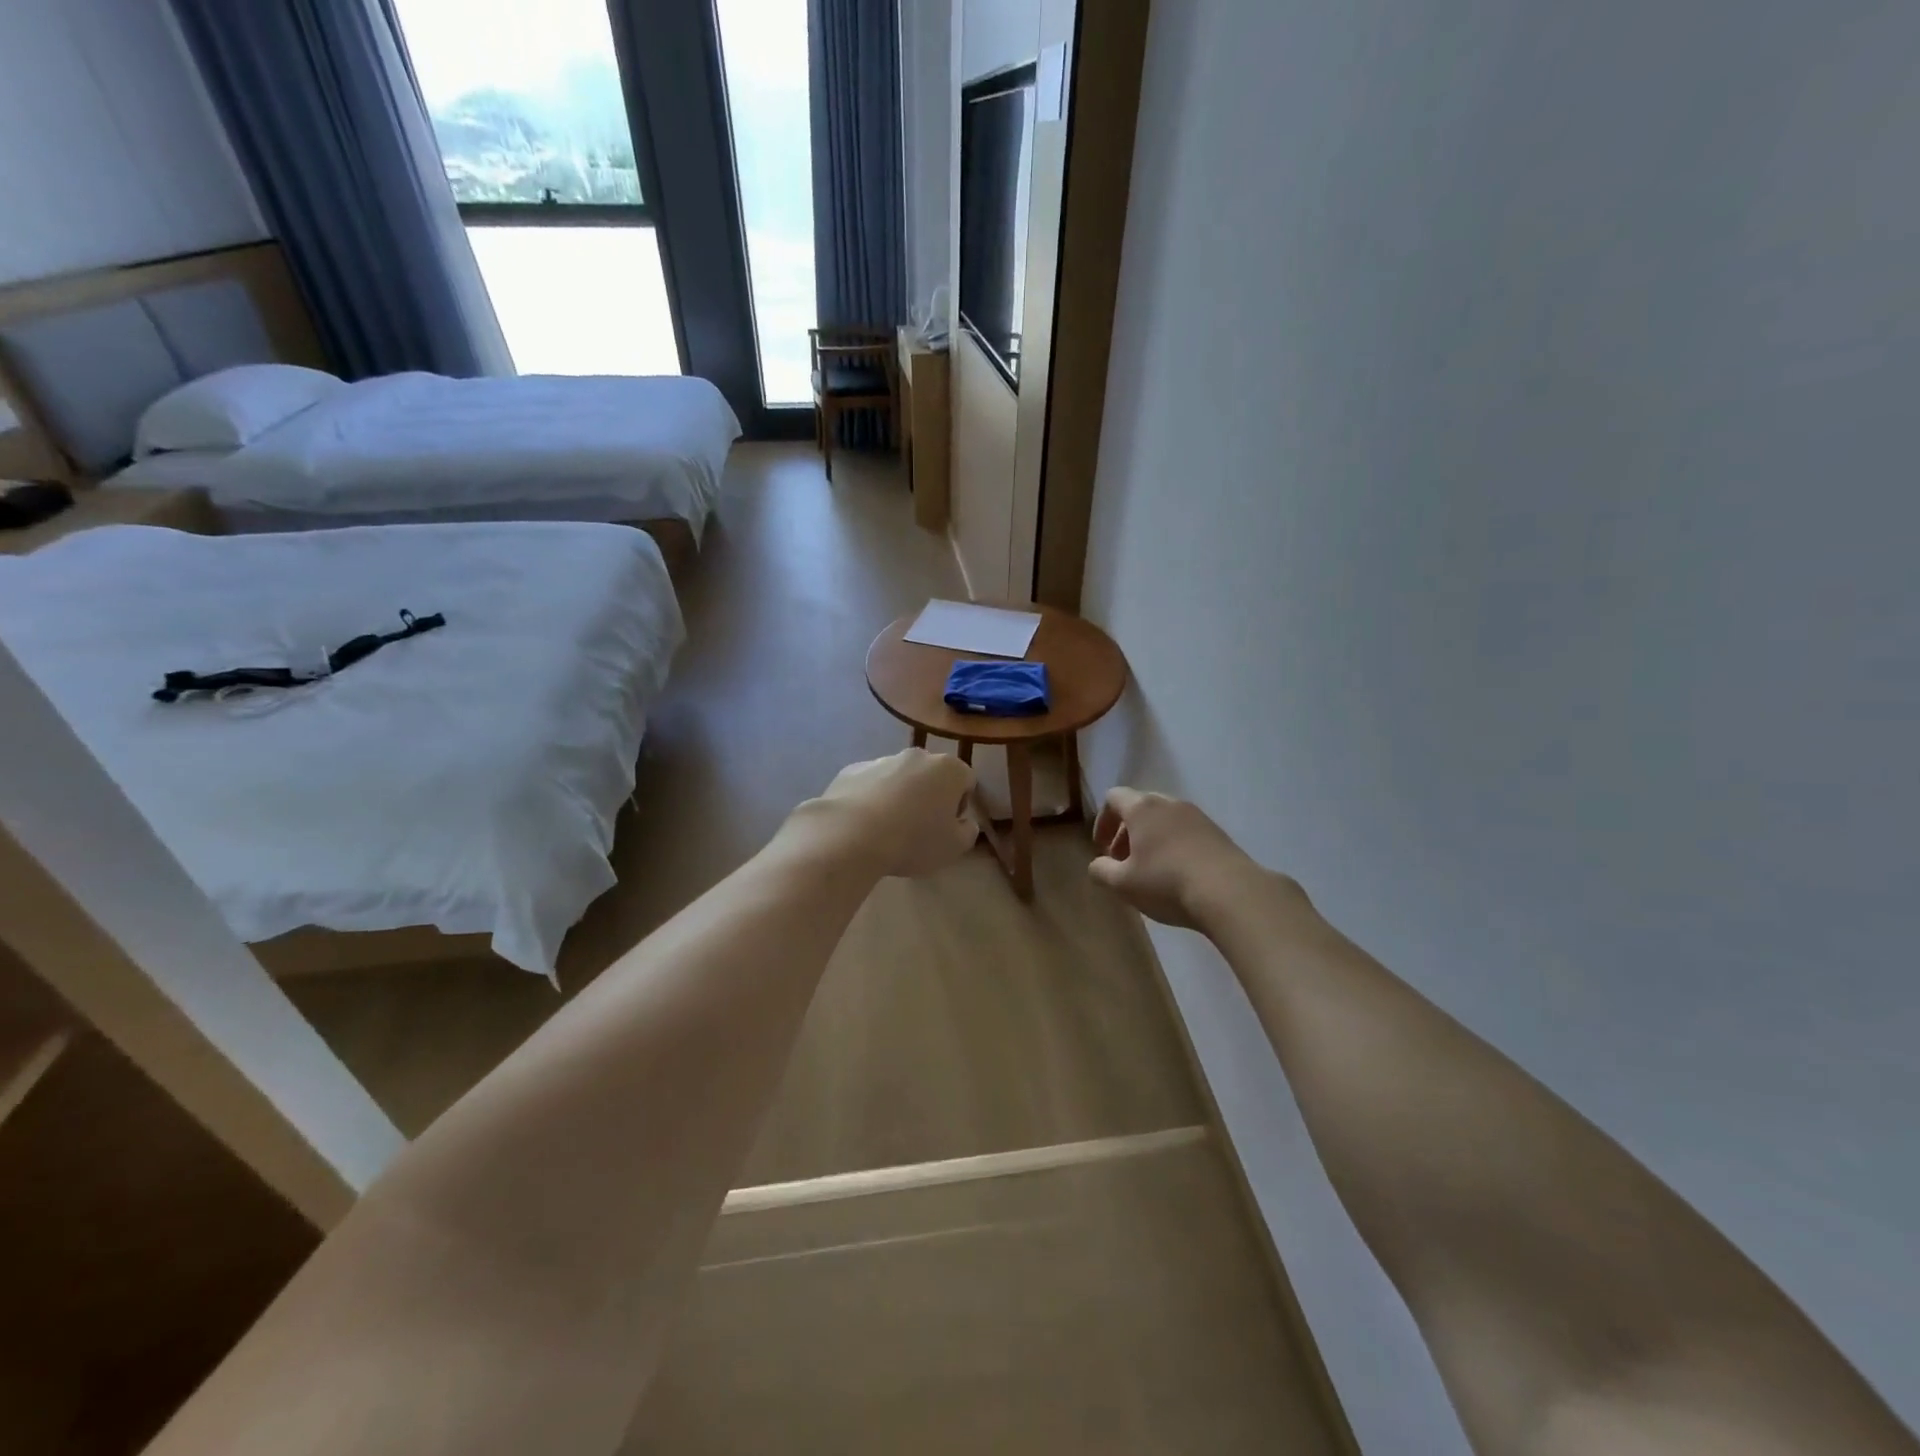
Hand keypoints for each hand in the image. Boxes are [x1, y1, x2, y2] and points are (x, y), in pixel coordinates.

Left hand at [796, 749, 978, 878]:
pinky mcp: (851, 770)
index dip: (960, 805)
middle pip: (931, 775)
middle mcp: (916, 756)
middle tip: (920, 828)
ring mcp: (881, 760)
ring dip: (899, 796)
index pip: (966, 781)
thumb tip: (964, 822)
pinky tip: (863, 824)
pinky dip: (871, 798)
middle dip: (929, 797)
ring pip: (899, 778)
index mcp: (948, 769)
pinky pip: (870, 784)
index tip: (947, 827)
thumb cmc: (913, 840)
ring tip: (887, 829)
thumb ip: (968, 831)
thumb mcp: (954, 847)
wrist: (850, 835)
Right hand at [1089, 788, 1278, 927]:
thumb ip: (1102, 871)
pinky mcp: (1218, 833)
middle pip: (1140, 806)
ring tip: (1150, 870)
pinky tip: (1177, 874)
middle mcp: (1170, 803)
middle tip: (1123, 861)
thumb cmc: (1166, 882)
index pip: (1114, 797)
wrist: (1230, 892)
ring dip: (1151, 838)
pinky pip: (1186, 831)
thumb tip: (1097, 865)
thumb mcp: (1123, 884)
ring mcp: (1197, 816)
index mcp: (1142, 808)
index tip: (1102, 848)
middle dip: (1126, 831)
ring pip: (1165, 819)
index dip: (1103, 821)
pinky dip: (1174, 845)